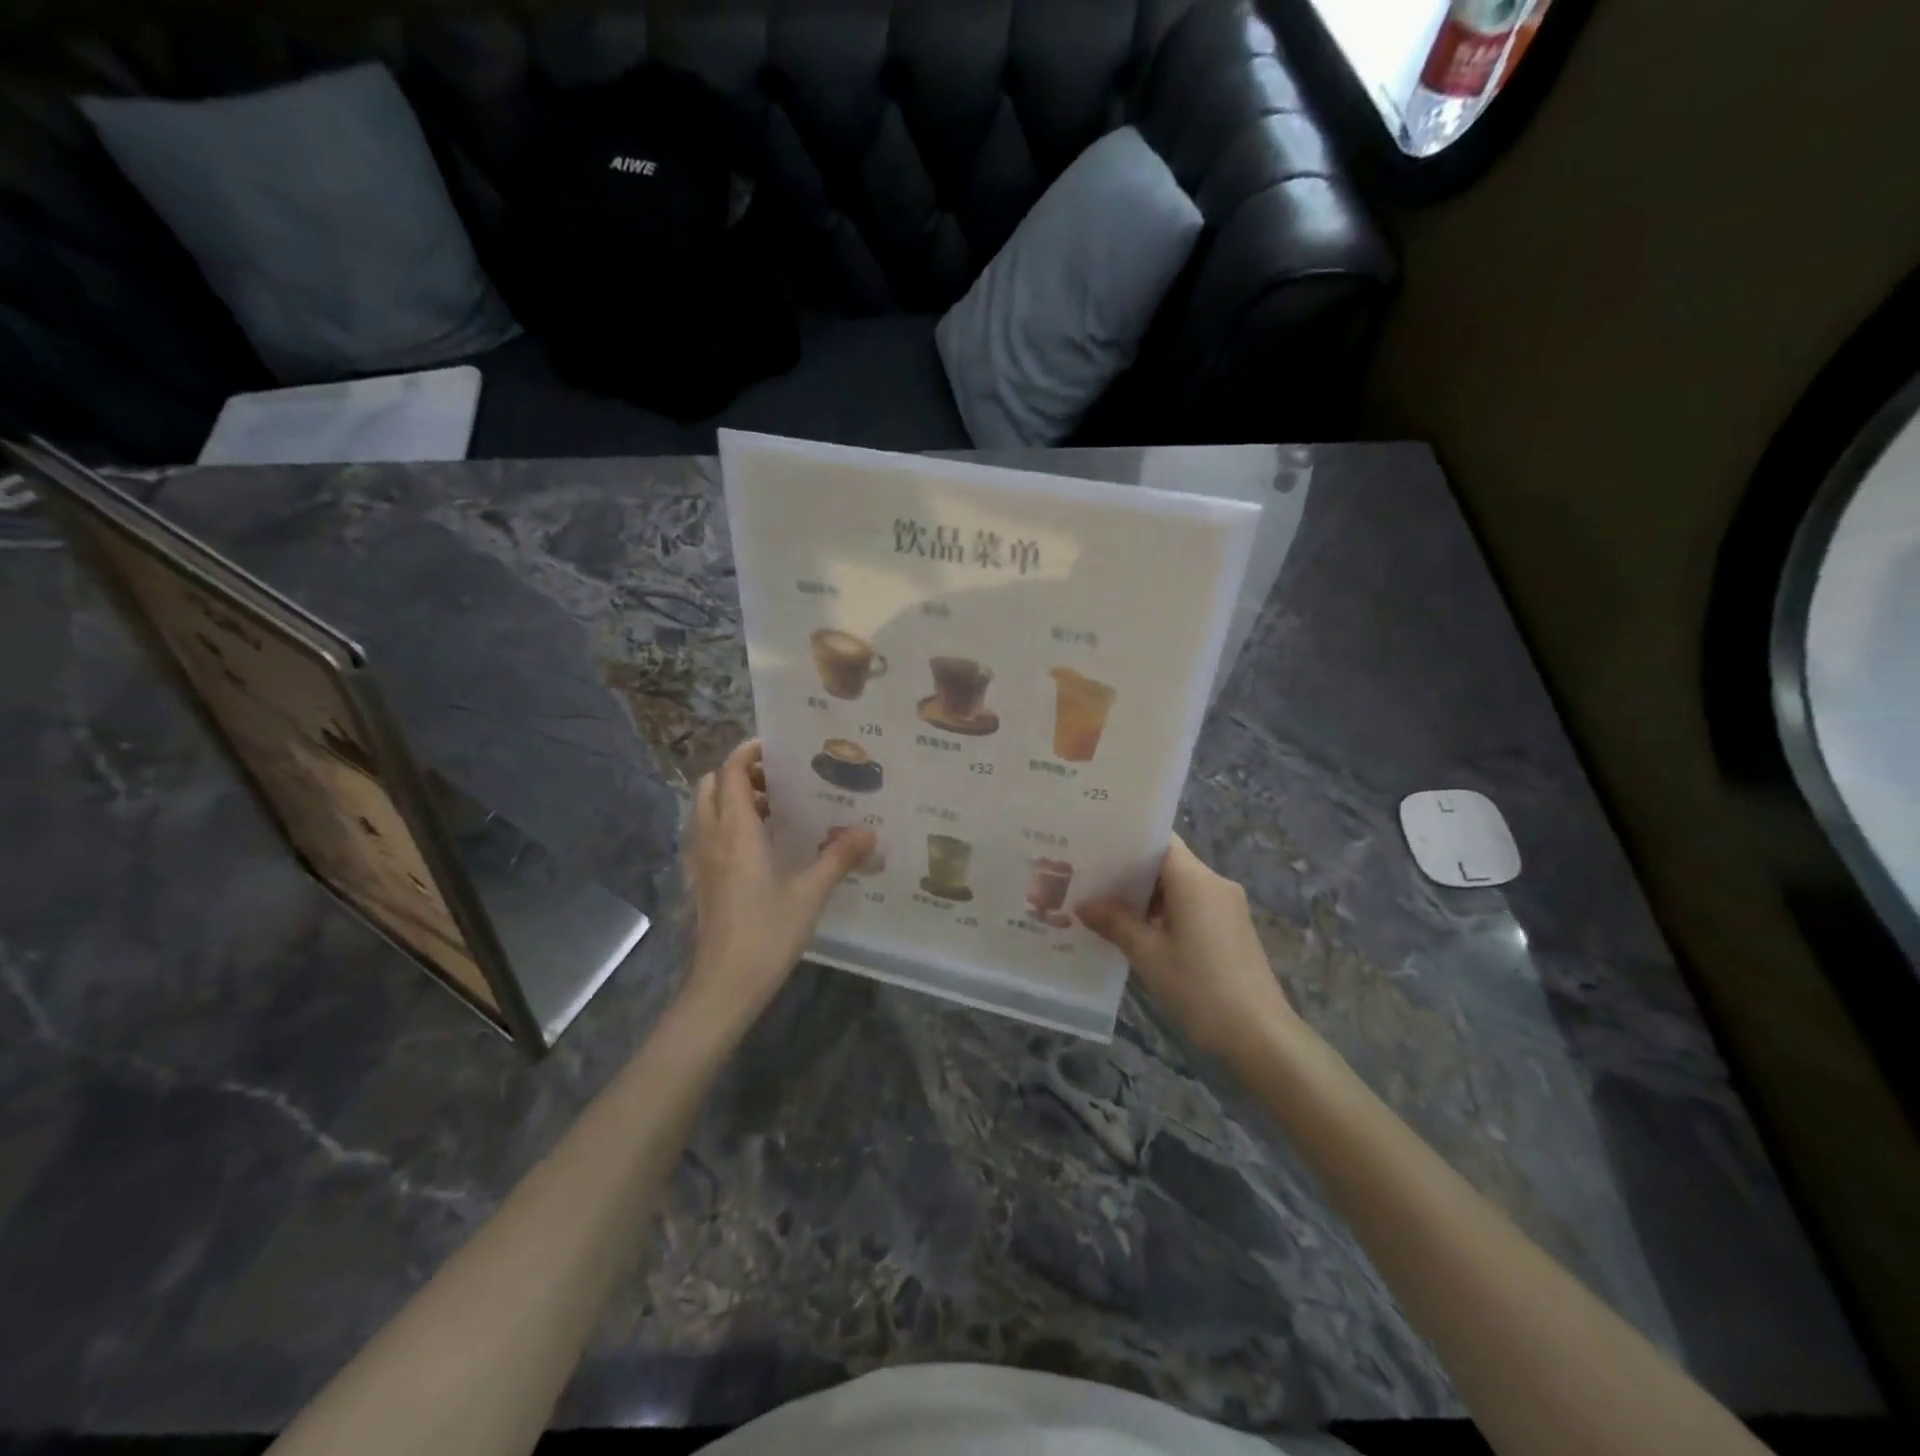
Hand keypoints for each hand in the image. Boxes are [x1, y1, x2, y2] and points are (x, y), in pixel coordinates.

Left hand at [683, 739, 873, 1027]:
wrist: (724, 985)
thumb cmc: (767, 933)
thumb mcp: (810, 893)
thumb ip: (839, 857)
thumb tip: (869, 832)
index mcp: (735, 831)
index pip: (730, 773)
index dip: (747, 753)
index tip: (776, 747)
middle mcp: (711, 838)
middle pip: (711, 786)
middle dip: (738, 774)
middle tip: (778, 780)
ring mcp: (700, 861)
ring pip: (706, 810)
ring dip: (732, 799)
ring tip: (774, 809)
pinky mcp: (700, 881)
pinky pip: (707, 835)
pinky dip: (727, 824)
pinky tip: (760, 846)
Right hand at [1077, 834, 1296, 1059]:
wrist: (1260, 1036)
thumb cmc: (1199, 987)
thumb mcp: (1148, 955)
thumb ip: (1115, 923)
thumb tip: (1084, 904)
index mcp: (1195, 879)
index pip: (1159, 840)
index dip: (1127, 841)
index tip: (1095, 847)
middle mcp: (1214, 883)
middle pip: (1167, 862)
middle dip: (1130, 871)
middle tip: (1090, 878)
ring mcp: (1227, 906)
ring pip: (1179, 885)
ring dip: (1147, 895)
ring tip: (1106, 906)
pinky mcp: (1232, 928)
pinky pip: (1193, 905)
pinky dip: (1166, 911)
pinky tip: (1139, 931)